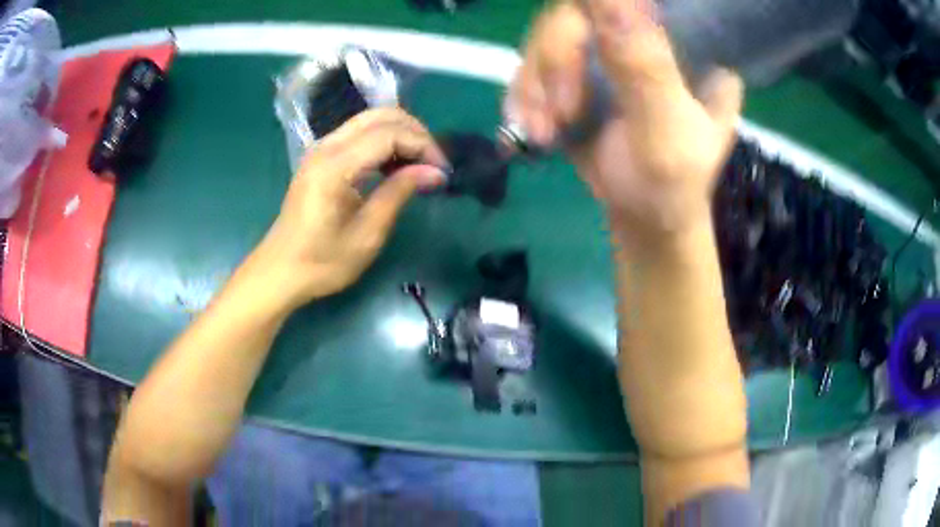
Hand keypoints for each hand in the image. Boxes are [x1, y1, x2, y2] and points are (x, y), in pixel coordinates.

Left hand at [249, 108, 447, 307]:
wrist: (280, 271)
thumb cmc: (322, 262)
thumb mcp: (367, 234)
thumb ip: (399, 192)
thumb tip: (436, 172)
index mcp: (335, 166)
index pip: (389, 134)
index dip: (422, 146)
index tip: (442, 171)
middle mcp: (326, 146)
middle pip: (381, 116)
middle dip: (415, 133)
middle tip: (434, 164)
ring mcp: (321, 149)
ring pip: (370, 120)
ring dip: (400, 134)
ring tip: (419, 165)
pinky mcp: (320, 157)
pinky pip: (358, 133)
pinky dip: (383, 140)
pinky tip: (394, 165)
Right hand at [507, 0, 742, 240]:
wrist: (645, 218)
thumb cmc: (671, 183)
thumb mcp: (667, 128)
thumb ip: (644, 66)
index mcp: (685, 39)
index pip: (638, 0)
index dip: (598, 7)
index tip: (579, 46)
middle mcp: (645, 33)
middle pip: (579, 12)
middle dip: (557, 61)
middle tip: (560, 112)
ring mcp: (608, 49)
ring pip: (550, 35)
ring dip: (536, 84)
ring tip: (543, 131)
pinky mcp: (579, 69)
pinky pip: (535, 62)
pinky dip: (525, 95)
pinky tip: (531, 126)